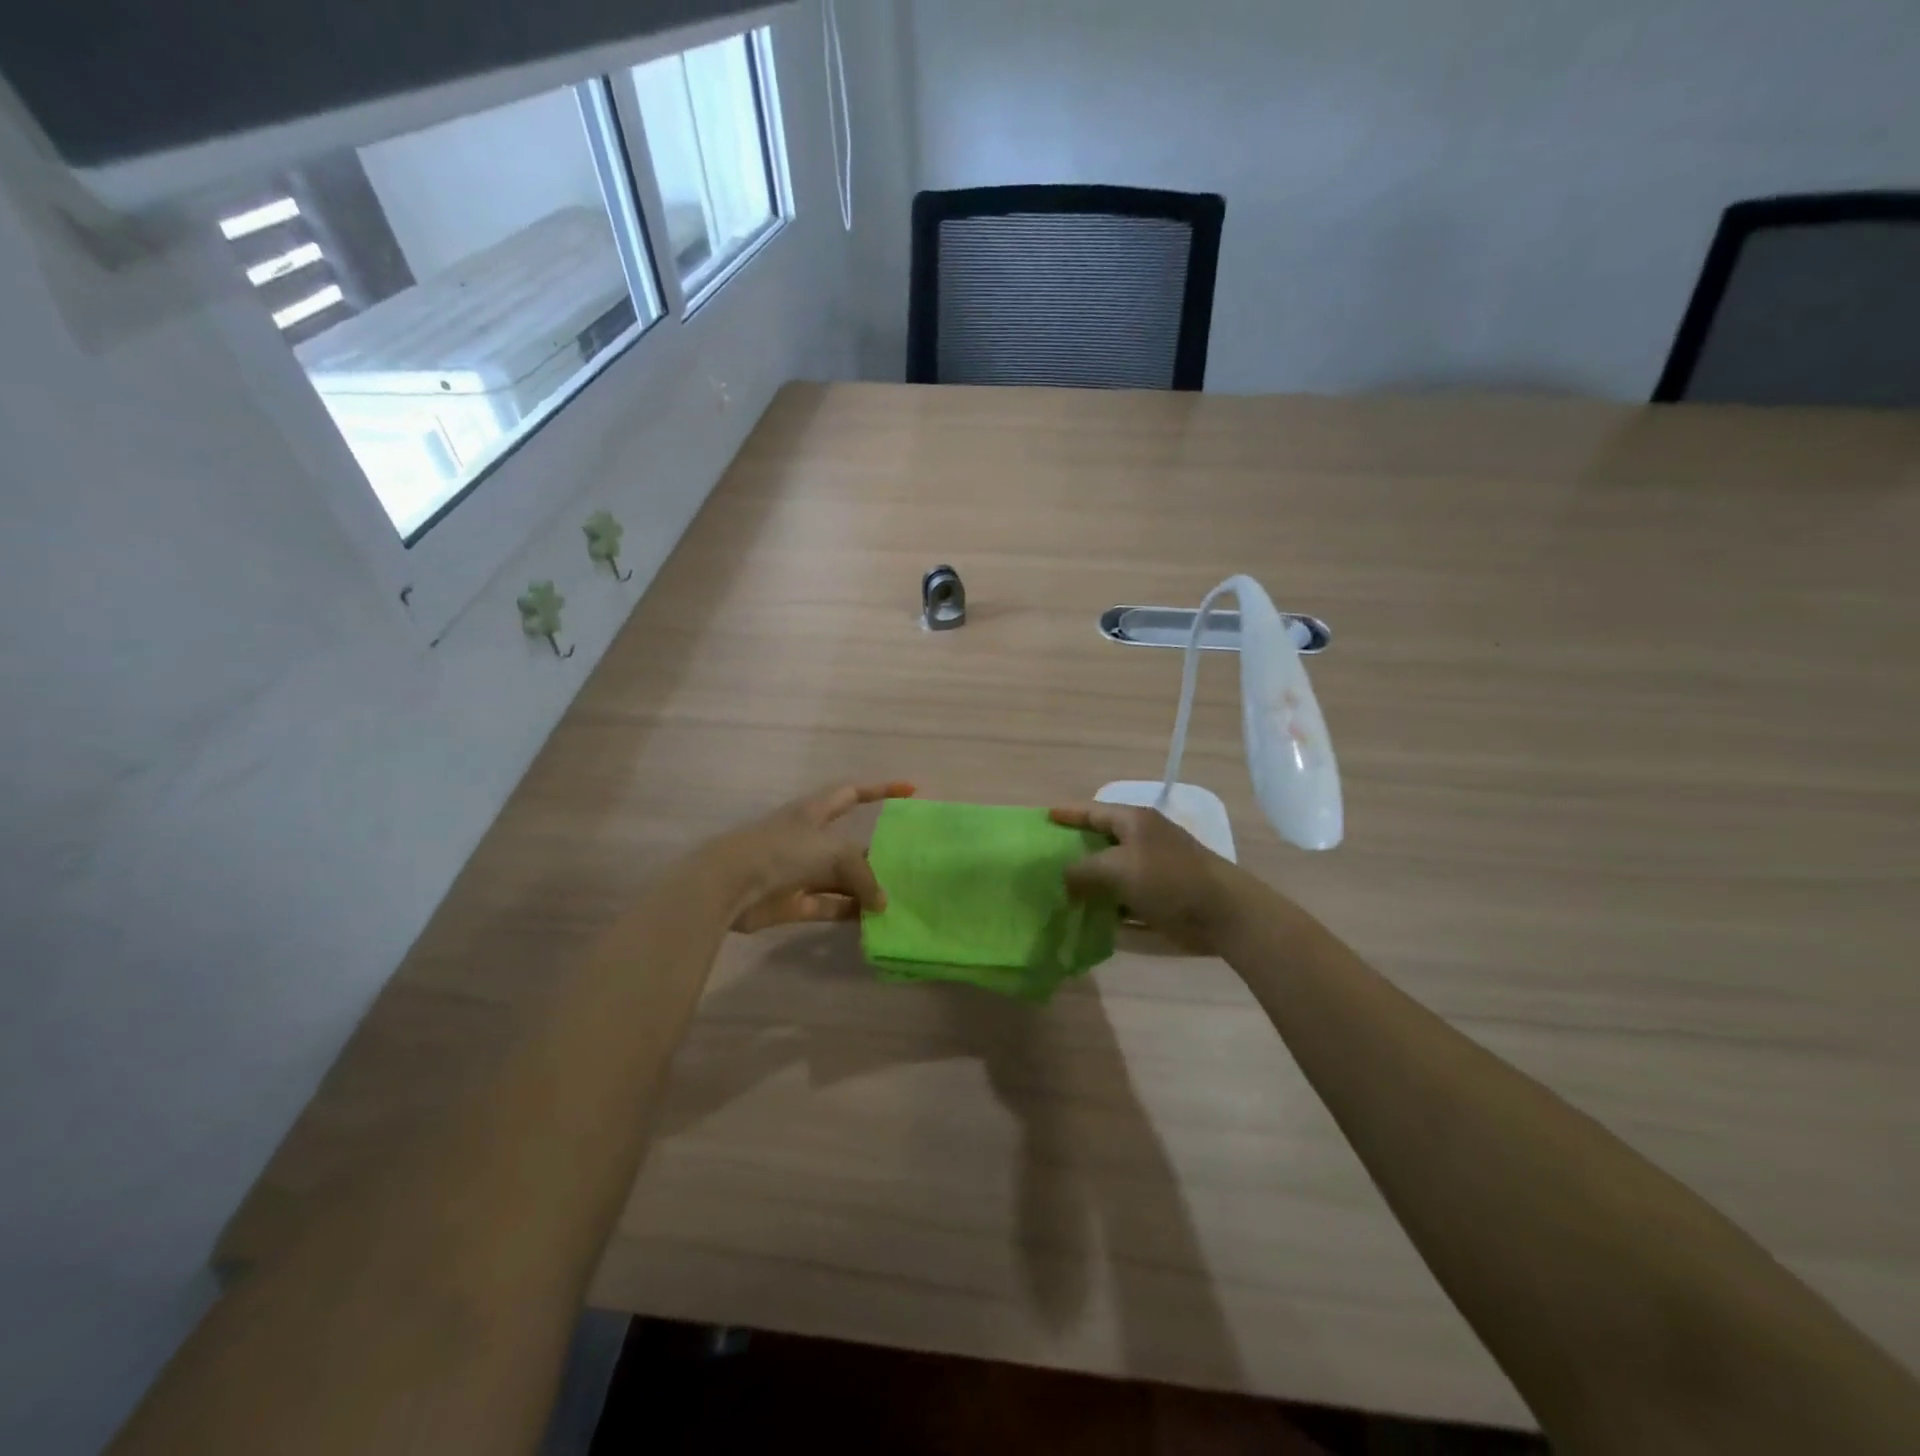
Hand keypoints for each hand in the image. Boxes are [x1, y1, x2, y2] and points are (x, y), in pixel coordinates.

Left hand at [720, 781, 915, 932]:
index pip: (853, 793)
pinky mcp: (793, 902)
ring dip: (865, 890)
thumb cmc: (783, 852)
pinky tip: (874, 923)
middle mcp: (809, 838)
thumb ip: (864, 876)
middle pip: (850, 845)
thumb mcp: (833, 852)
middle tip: (909, 866)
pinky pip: (830, 906)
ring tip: (897, 900)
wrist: (729, 885)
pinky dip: (849, 913)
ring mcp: (800, 871)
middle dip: (877, 854)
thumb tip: (881, 904)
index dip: (881, 790)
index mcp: (815, 811)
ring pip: (841, 879)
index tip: (910, 791)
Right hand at [1049, 801, 1241, 954]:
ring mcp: (1152, 869)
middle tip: (1044, 861)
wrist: (1222, 913)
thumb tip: (1064, 878)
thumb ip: (1082, 870)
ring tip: (1057, 891)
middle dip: (1074, 851)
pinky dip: (1107, 905)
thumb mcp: (1116, 868)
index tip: (1044, 817)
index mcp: (1134, 821)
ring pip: (1111, 873)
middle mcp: (1142, 840)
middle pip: (1100, 841)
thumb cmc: (1168, 879)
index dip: (1068, 814)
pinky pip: (1124, 898)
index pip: (1093, 811)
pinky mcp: (1160, 896)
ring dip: (1089, 883)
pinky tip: (1086, 916)